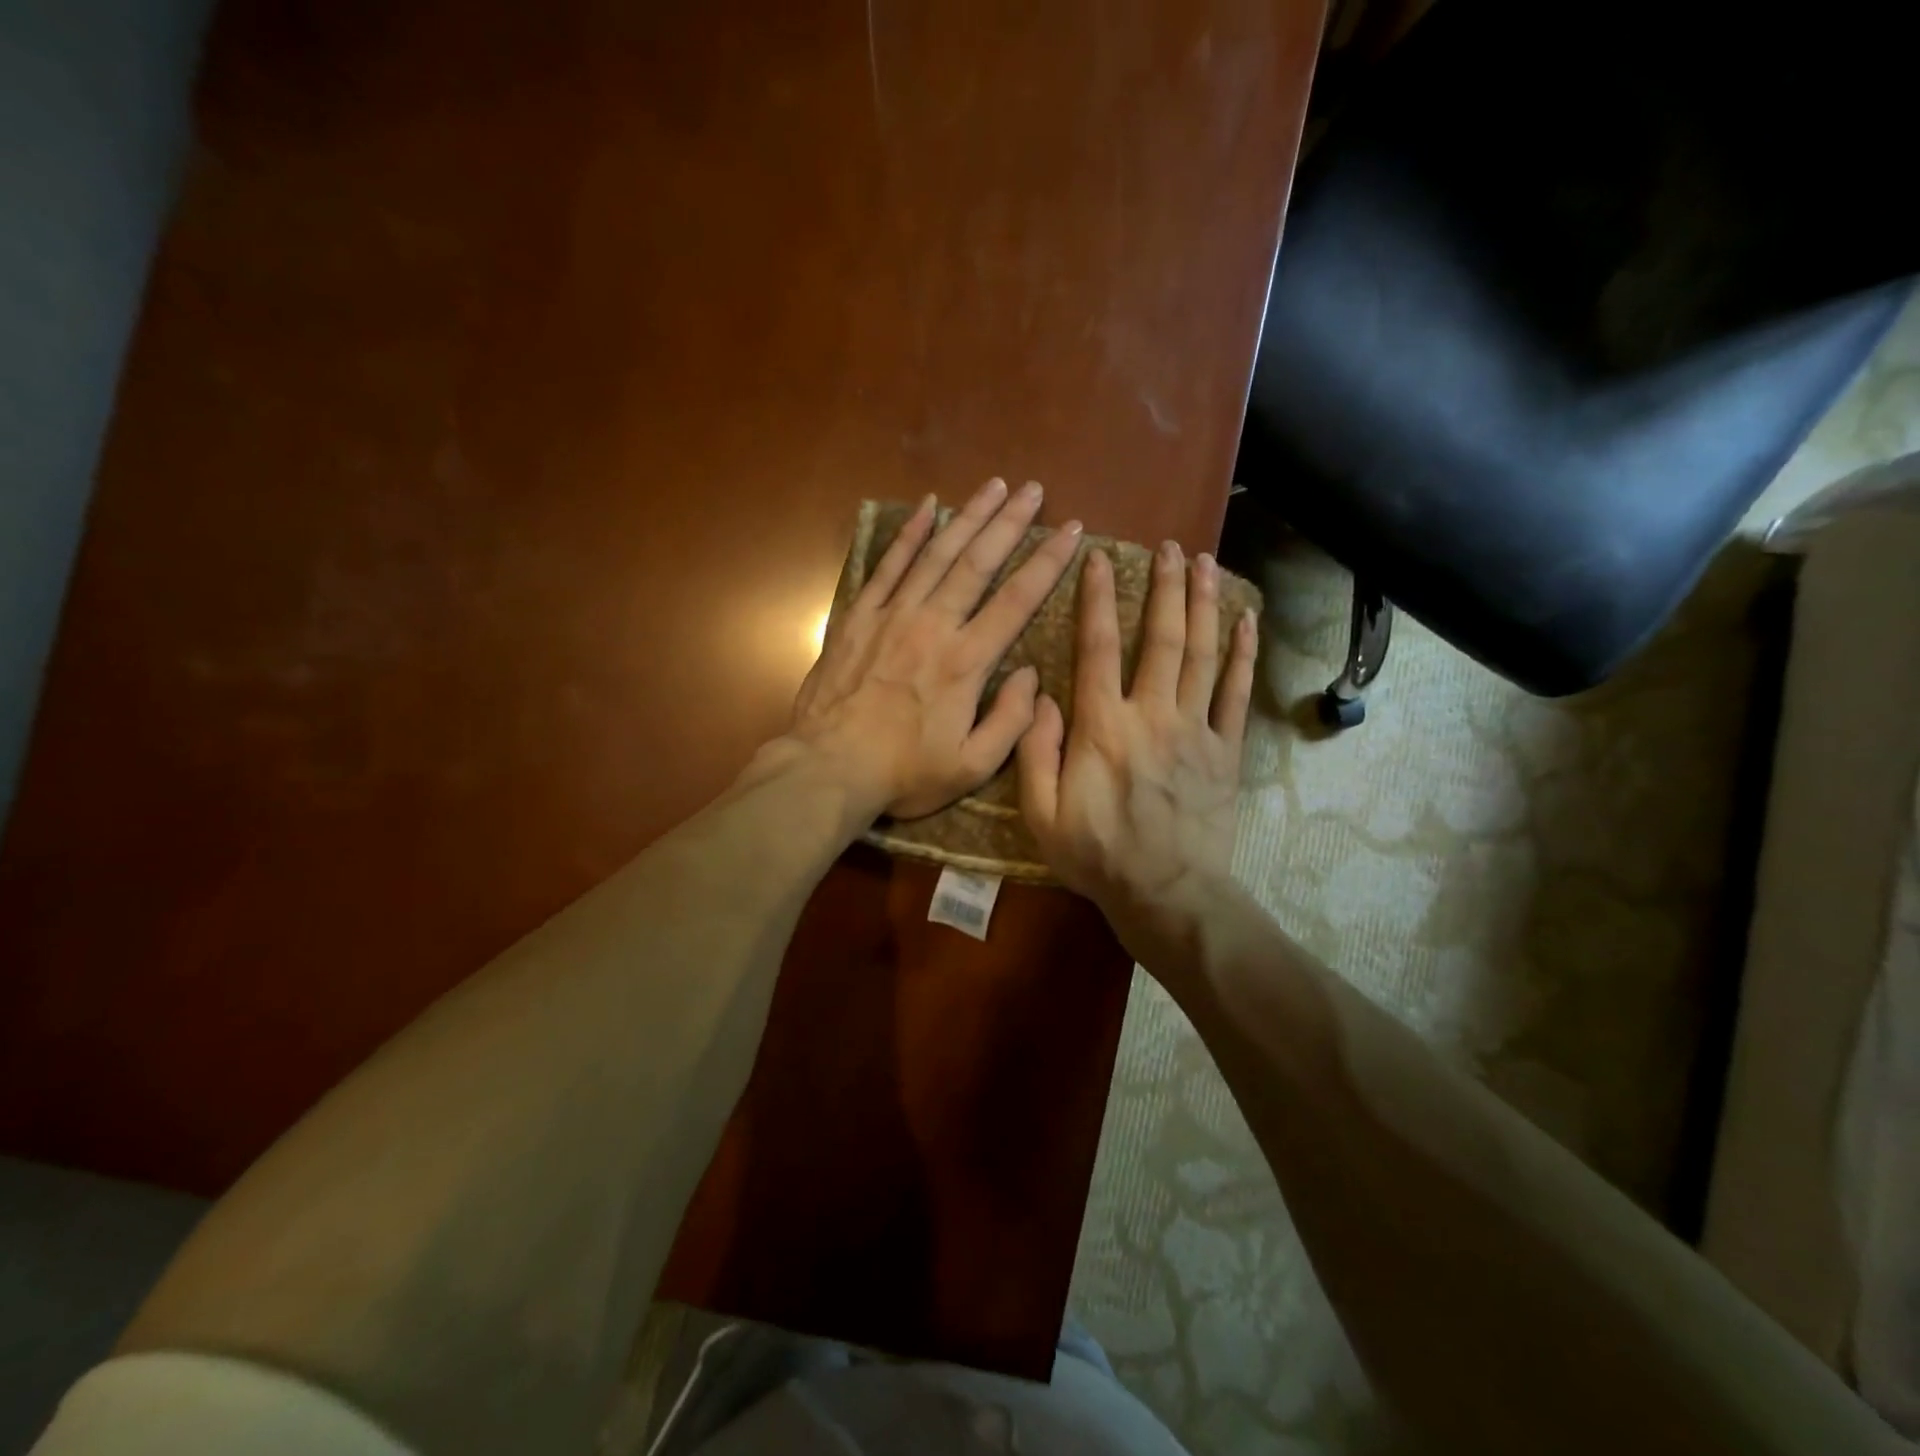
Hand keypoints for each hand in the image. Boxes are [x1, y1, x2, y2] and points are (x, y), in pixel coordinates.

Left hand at [786, 478, 1082, 819]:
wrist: (829, 768)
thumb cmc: (904, 772)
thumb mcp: (972, 766)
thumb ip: (1011, 721)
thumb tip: (1031, 675)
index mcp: (966, 662)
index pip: (1017, 600)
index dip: (1048, 563)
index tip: (1071, 532)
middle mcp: (933, 626)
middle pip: (978, 563)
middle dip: (1010, 523)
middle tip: (1034, 490)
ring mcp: (892, 616)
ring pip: (936, 554)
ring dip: (968, 517)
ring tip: (994, 486)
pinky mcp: (859, 616)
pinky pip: (888, 565)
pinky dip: (908, 534)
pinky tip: (926, 506)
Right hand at [1017, 541, 1256, 963]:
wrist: (1166, 893)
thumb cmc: (1097, 856)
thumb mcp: (1041, 814)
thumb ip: (1036, 751)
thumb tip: (1041, 696)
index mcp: (1102, 727)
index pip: (1097, 647)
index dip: (1096, 599)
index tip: (1099, 559)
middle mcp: (1152, 715)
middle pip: (1160, 638)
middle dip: (1164, 587)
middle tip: (1170, 547)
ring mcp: (1195, 730)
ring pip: (1201, 654)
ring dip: (1204, 604)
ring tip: (1205, 562)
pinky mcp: (1225, 750)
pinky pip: (1236, 693)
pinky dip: (1242, 654)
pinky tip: (1246, 621)